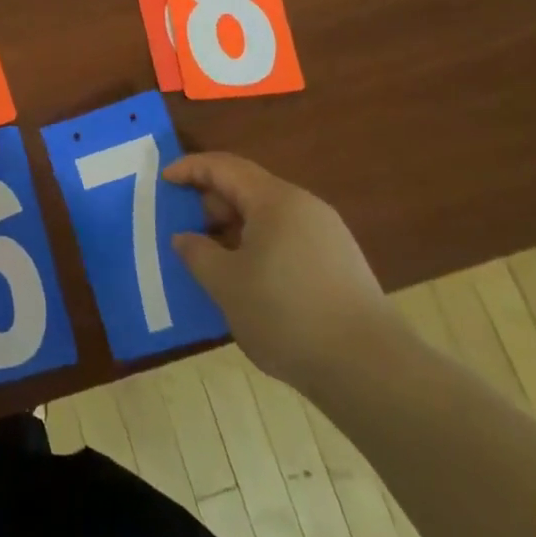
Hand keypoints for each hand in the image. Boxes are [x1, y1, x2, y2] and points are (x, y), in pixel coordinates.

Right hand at [165, 152, 400, 393]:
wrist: (371, 370)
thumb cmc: (287, 315)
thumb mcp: (227, 284)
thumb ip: (198, 253)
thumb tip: (185, 237)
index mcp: (275, 200)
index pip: (224, 167)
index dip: (190, 169)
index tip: (164, 181)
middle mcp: (303, 206)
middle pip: (248, 188)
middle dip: (212, 202)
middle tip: (185, 226)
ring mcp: (327, 235)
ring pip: (268, 216)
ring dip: (235, 228)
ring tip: (213, 257)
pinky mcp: (340, 264)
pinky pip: (287, 239)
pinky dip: (259, 246)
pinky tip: (249, 280)